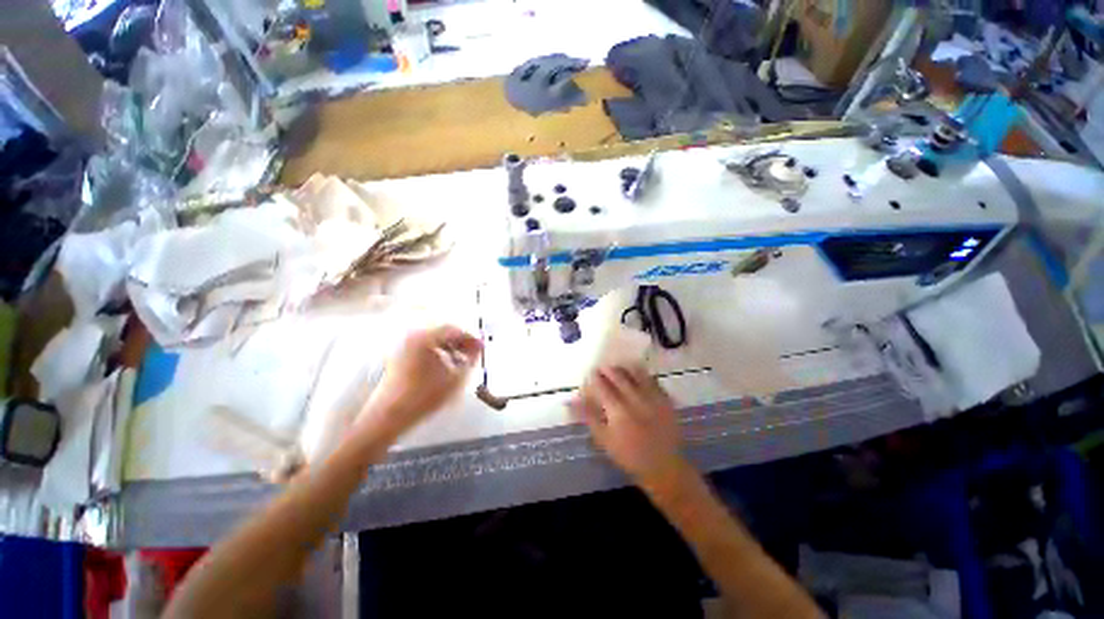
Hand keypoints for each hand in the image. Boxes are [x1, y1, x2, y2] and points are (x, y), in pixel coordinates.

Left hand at [359, 325, 481, 439]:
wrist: (392, 411)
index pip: (454, 327)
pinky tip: (443, 365)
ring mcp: (403, 341)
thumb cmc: (424, 396)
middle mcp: (412, 331)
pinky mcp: (398, 352)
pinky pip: (421, 344)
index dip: (471, 337)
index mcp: (426, 334)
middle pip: (441, 328)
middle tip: (473, 354)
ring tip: (460, 361)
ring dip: (447, 345)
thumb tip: (477, 349)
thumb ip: (470, 360)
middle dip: (459, 340)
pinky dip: (435, 350)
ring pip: (431, 336)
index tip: (481, 348)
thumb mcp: (454, 380)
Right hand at [570, 365, 687, 487]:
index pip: (603, 387)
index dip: (595, 378)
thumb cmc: (628, 456)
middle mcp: (636, 400)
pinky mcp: (667, 400)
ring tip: (619, 367)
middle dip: (609, 370)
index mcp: (618, 411)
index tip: (589, 374)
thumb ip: (588, 417)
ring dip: (626, 368)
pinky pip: (654, 381)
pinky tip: (639, 375)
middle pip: (620, 377)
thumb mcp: (603, 440)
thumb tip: (570, 401)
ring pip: (638, 375)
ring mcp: (653, 399)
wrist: (661, 465)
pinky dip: (644, 375)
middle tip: (602, 367)